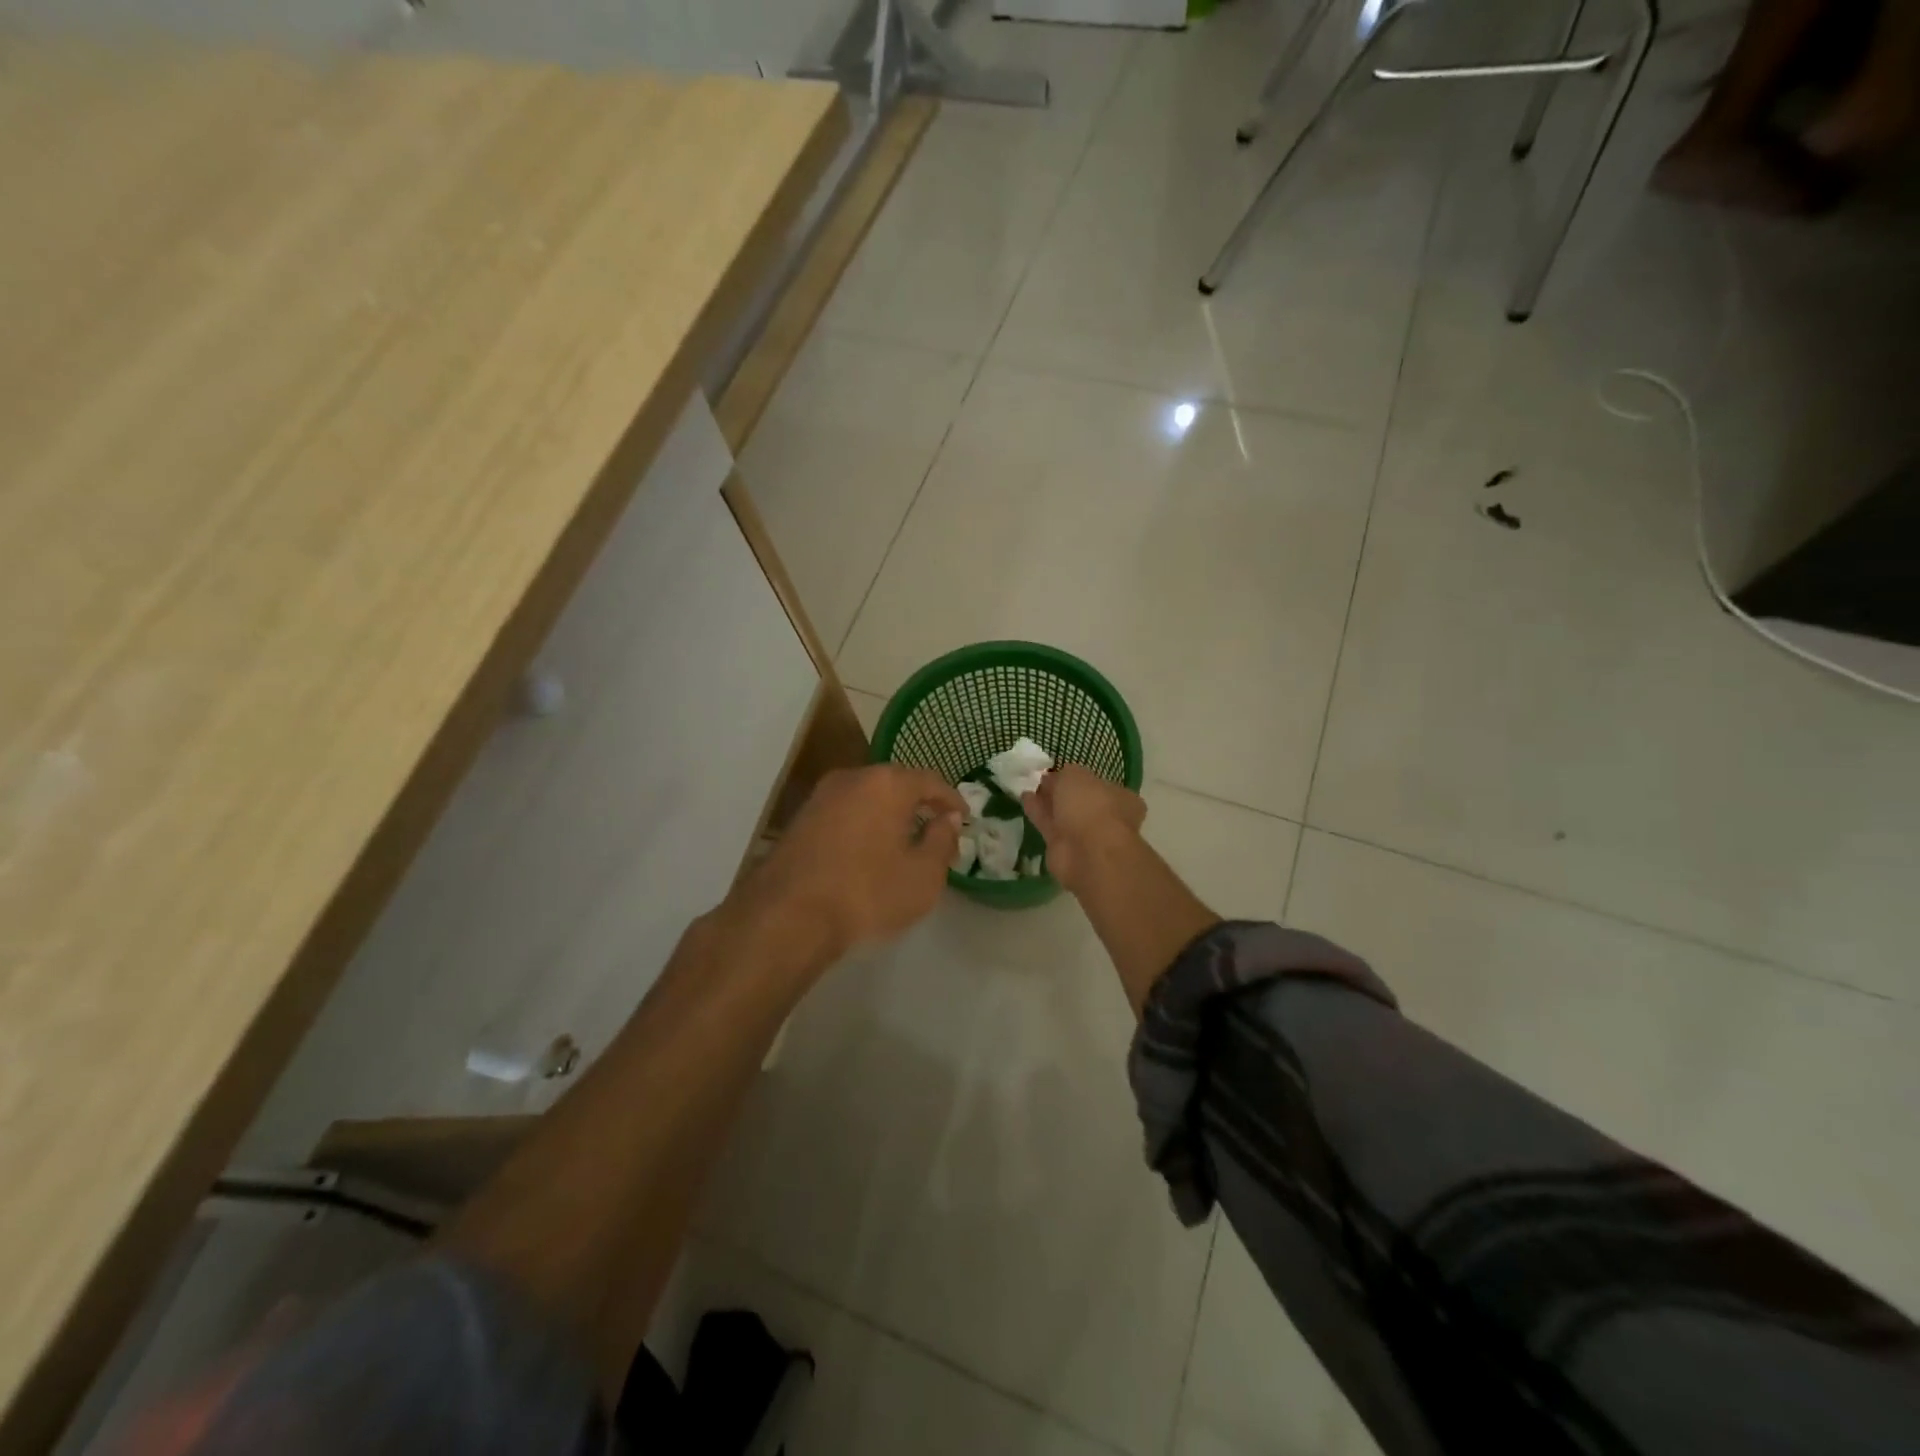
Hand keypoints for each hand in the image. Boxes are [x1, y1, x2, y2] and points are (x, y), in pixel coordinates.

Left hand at [734, 764, 964, 963]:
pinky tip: (867, 852)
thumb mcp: (923, 875)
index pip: (930, 781)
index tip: (964, 818)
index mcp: (887, 783)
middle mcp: (852, 778)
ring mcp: (820, 796)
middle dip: (918, 805)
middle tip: (935, 831)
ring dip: (887, 815)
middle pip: (895, 784)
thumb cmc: (867, 892)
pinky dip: (862, 825)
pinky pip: (844, 813)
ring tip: (902, 843)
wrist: (787, 916)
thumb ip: (941, 841)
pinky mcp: (799, 819)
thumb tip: (948, 819)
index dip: (951, 800)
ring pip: (866, 797)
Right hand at [1022, 766, 1145, 894]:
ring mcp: (1085, 834)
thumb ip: (1064, 774)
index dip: (1078, 777)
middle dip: (1061, 791)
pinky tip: (1024, 799)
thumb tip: (1054, 778)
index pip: (1098, 784)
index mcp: (1119, 797)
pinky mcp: (1064, 848)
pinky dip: (1038, 813)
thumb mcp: (1075, 776)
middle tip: (1041, 780)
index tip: (1058, 771)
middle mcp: (1105, 816)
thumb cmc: (1091, 806)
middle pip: (1079, 800)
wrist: (1088, 853)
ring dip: (1047, 802)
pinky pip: (1049, 825)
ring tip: (1029, 788)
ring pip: (1063, 814)